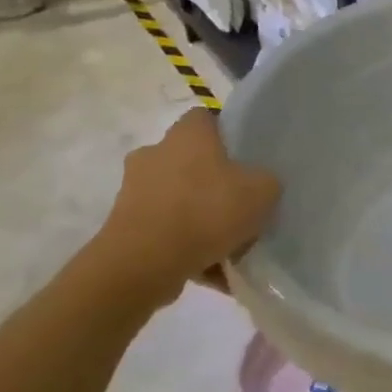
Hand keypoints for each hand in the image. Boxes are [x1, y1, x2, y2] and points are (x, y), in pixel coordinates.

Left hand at [85, 109, 279, 306]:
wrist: (144, 263)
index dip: (230, 135)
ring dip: (202, 220)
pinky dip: (187, 248)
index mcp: (187, 134)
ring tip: (230, 249)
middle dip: (216, 183)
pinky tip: (213, 272)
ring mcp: (135, 190)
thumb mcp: (262, 191)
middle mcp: (155, 153)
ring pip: (180, 200)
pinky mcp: (125, 226)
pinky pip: (167, 233)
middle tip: (242, 206)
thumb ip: (267, 181)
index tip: (248, 159)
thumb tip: (260, 184)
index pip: (207, 119)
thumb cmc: (206, 211)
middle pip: (193, 162)